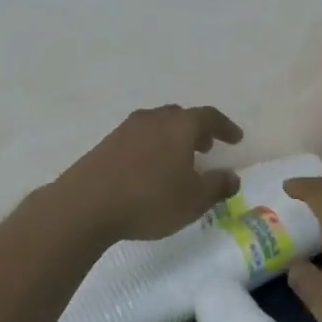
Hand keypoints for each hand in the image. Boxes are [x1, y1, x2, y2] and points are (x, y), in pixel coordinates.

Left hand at [51, 104, 244, 244]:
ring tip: (179, 160)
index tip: (236, 138)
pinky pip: (139, 138)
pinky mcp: (107, 143)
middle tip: (207, 147)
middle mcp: (154, 119)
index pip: (209, 117)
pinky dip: (152, 147)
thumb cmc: (149, 199)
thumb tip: (232, 176)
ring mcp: (127, 129)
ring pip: (158, 125)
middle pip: (181, 117)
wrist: (85, 204)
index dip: (225, 127)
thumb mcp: (193, 200)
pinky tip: (149, 169)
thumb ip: (217, 186)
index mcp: (180, 126)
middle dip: (197, 130)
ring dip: (173, 138)